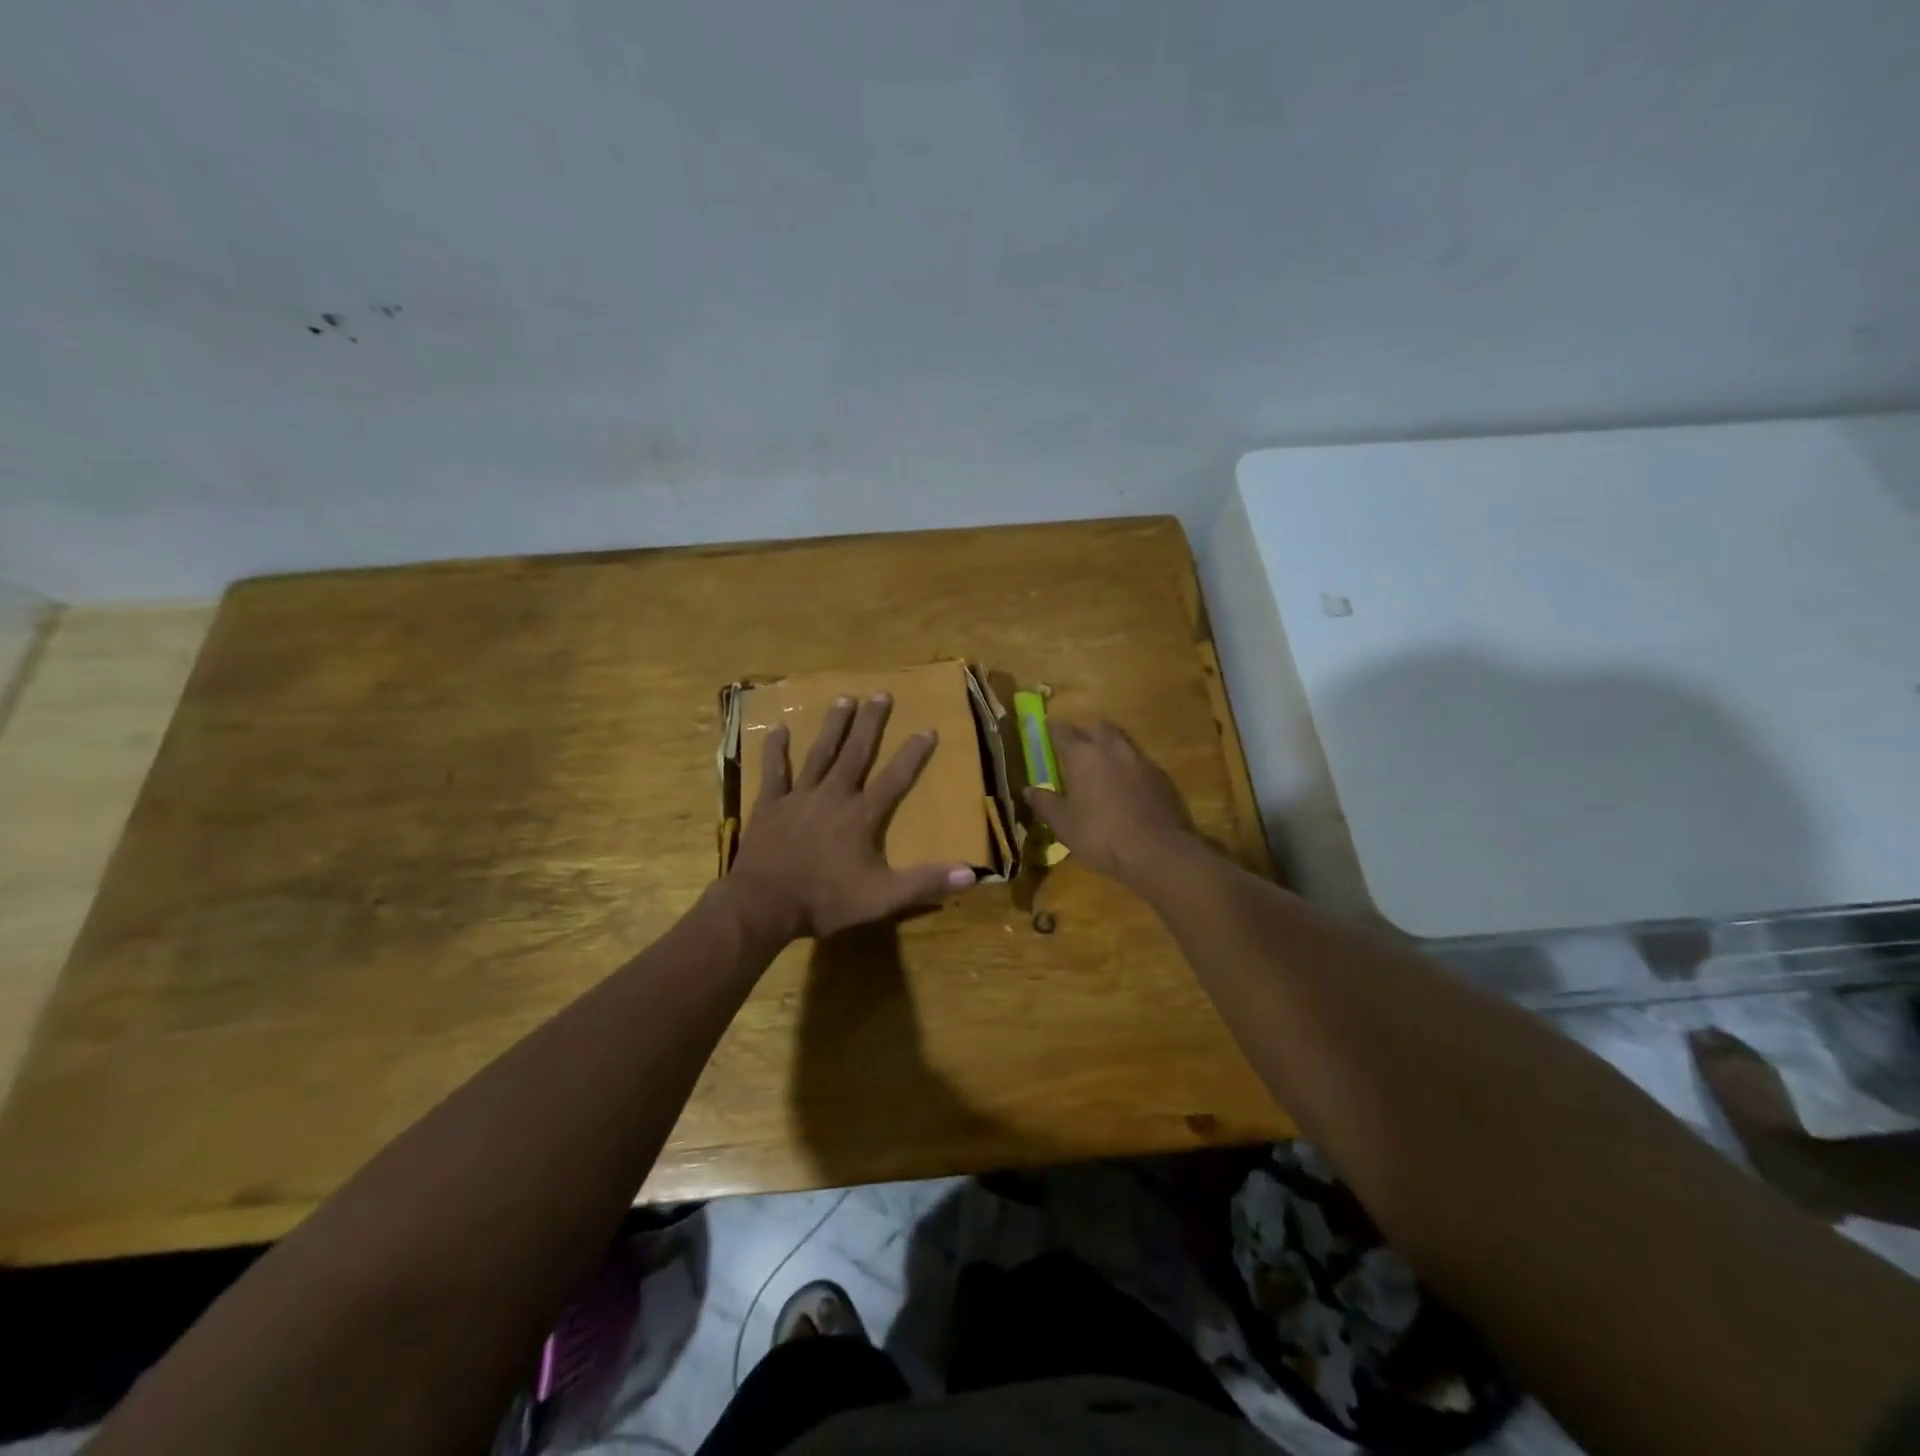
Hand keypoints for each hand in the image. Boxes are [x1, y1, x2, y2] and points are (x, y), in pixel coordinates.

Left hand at [726, 694, 976, 940]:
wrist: (763, 905)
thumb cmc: (826, 900)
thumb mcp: (883, 898)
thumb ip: (925, 882)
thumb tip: (971, 874)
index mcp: (861, 816)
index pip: (894, 778)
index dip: (913, 754)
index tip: (927, 728)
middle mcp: (833, 796)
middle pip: (856, 753)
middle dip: (870, 723)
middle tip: (881, 694)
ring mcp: (799, 797)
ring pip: (819, 753)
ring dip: (833, 726)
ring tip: (844, 699)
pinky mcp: (770, 804)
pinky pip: (774, 771)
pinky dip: (776, 750)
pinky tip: (779, 729)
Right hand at [1023, 719, 1202, 887]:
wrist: (1158, 851)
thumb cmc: (1101, 835)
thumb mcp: (1063, 824)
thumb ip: (1045, 803)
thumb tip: (1028, 789)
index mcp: (1083, 755)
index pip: (1063, 730)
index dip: (1052, 729)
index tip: (1046, 731)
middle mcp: (1112, 748)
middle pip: (1098, 726)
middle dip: (1086, 732)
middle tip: (1076, 748)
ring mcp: (1141, 760)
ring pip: (1122, 741)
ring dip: (1109, 747)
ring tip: (1101, 767)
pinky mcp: (1162, 777)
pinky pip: (1139, 762)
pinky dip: (1128, 767)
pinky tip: (1125, 787)